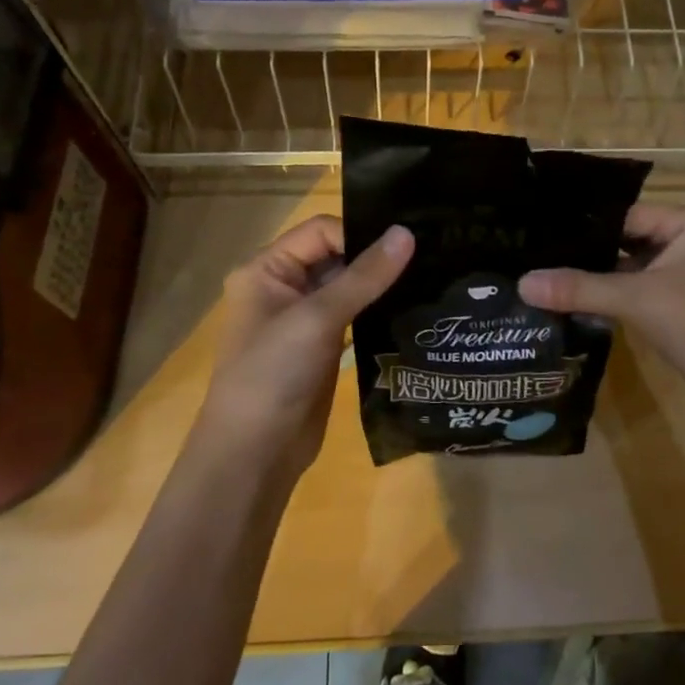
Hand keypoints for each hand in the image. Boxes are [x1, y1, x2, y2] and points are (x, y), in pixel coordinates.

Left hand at [193, 216, 413, 479]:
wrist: (256, 453)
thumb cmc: (273, 374)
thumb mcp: (317, 318)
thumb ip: (365, 276)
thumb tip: (407, 232)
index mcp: (266, 269)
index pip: (321, 231)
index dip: (359, 235)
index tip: (404, 247)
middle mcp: (283, 287)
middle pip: (336, 255)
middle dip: (375, 257)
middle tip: (428, 255)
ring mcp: (304, 319)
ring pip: (349, 286)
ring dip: (381, 284)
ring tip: (428, 277)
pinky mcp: (324, 346)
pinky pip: (355, 315)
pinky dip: (378, 310)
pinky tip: (412, 307)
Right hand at [519, 203, 684, 411]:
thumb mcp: (639, 300)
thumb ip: (581, 288)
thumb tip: (522, 284)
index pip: (623, 214)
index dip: (581, 226)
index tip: (536, 233)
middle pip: (622, 239)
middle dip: (583, 251)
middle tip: (531, 255)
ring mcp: (681, 272)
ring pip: (625, 266)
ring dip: (593, 275)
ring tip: (541, 274)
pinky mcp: (675, 300)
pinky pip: (633, 288)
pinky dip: (607, 294)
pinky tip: (569, 299)